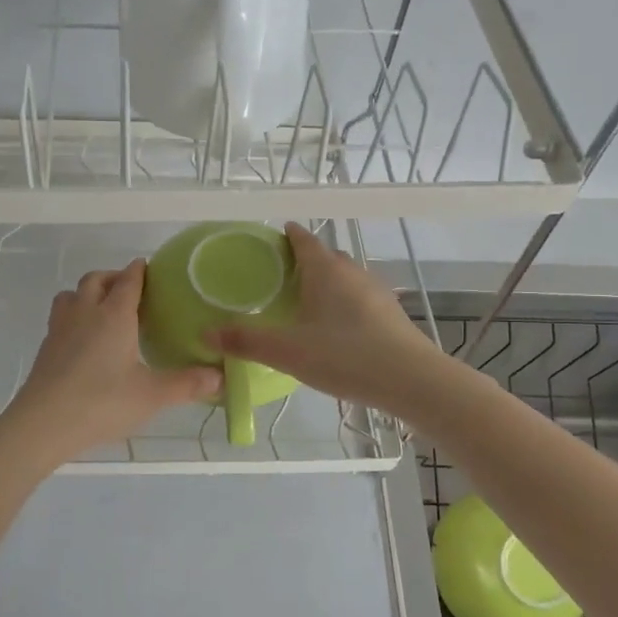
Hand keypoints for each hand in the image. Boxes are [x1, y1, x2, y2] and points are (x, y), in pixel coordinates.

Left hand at [1, 260, 220, 463]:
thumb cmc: (102, 402)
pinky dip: (74, 317)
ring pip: (72, 294)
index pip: (128, 280)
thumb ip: (187, 384)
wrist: (43, 424)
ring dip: (88, 294)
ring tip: (104, 311)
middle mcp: (85, 312)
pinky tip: (84, 341)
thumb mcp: (152, 395)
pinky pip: (61, 317)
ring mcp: (61, 328)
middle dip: (114, 278)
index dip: (140, 271)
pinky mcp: (46, 347)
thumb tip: (221, 377)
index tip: (150, 268)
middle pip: (96, 279)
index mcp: (114, 315)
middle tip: (131, 292)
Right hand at [212, 222, 446, 412]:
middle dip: (305, 261)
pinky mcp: (391, 315)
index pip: (304, 239)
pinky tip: (337, 329)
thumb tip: (205, 332)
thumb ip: (246, 340)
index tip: (273, 237)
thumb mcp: (288, 351)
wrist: (412, 380)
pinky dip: (344, 304)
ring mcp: (377, 292)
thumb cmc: (345, 356)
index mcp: (326, 270)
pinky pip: (360, 299)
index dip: (287, 235)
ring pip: (346, 278)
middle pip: (326, 257)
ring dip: (327, 283)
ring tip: (306, 303)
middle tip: (280, 277)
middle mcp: (353, 272)